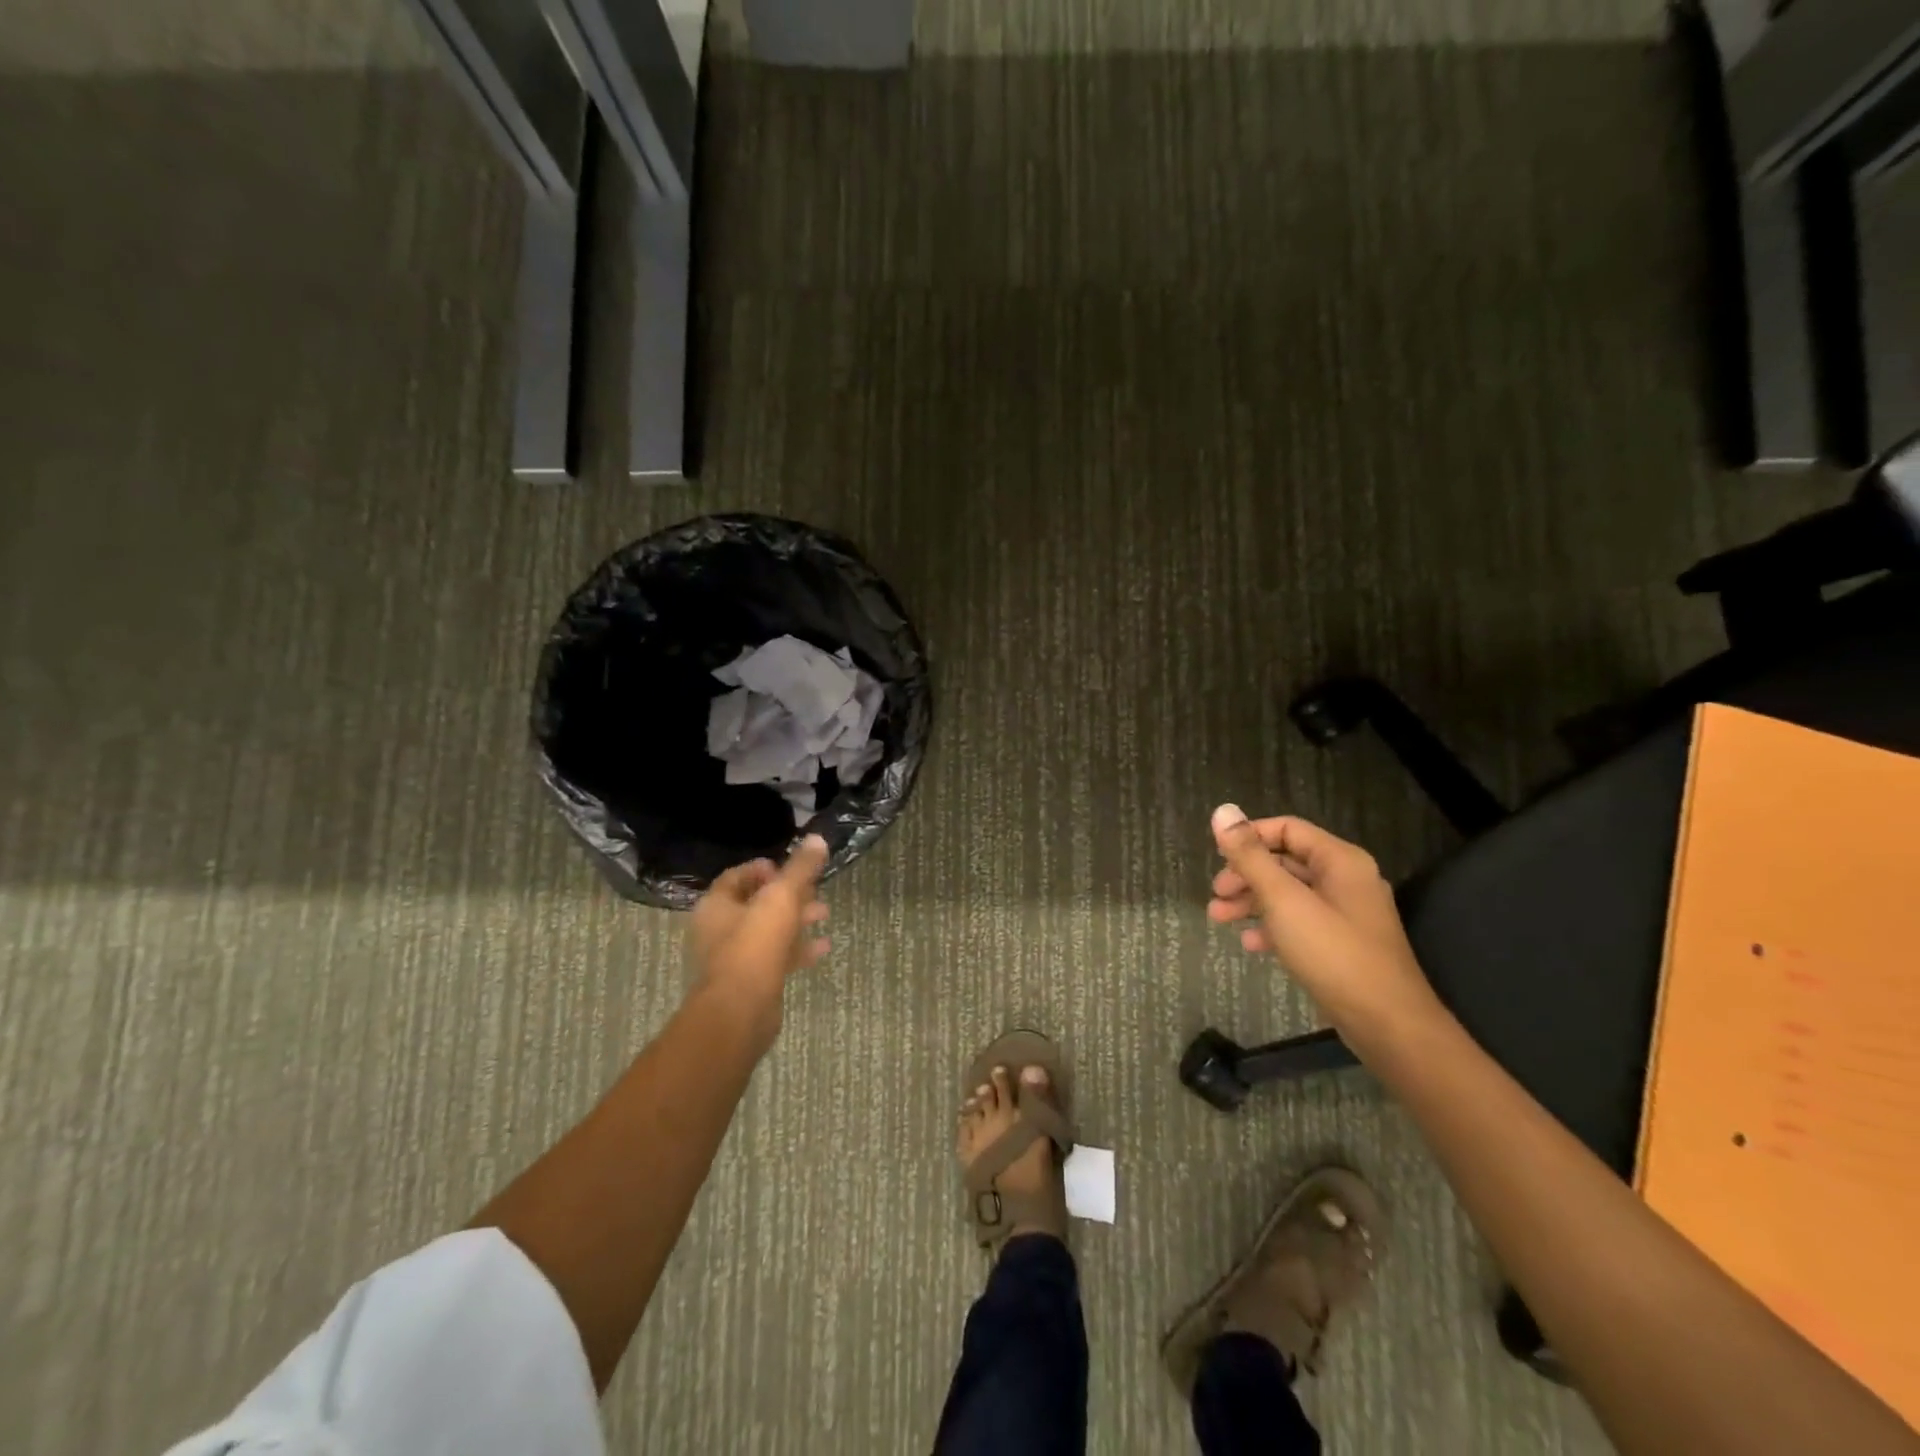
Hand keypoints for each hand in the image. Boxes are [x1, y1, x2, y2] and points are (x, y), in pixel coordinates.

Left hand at [686, 835, 831, 1048]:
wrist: (739, 1012)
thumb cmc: (754, 945)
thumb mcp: (781, 898)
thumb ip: (800, 869)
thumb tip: (817, 838)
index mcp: (716, 905)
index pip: (737, 876)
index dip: (764, 869)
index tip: (790, 870)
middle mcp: (718, 929)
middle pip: (755, 903)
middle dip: (788, 895)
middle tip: (815, 890)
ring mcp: (733, 958)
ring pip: (768, 930)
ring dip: (796, 920)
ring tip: (824, 914)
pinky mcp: (750, 982)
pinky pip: (775, 957)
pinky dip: (798, 949)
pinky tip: (823, 947)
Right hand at [1206, 804, 1443, 1044]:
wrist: (1387, 1024)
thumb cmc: (1334, 953)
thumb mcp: (1284, 900)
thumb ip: (1251, 856)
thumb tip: (1222, 811)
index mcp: (1339, 860)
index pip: (1286, 829)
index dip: (1248, 837)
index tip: (1217, 856)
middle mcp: (1345, 880)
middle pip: (1284, 862)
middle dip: (1245, 875)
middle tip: (1215, 894)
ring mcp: (1345, 914)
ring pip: (1289, 894)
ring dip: (1252, 902)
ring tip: (1218, 918)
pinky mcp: (1341, 944)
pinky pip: (1299, 922)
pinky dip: (1272, 927)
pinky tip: (1251, 944)